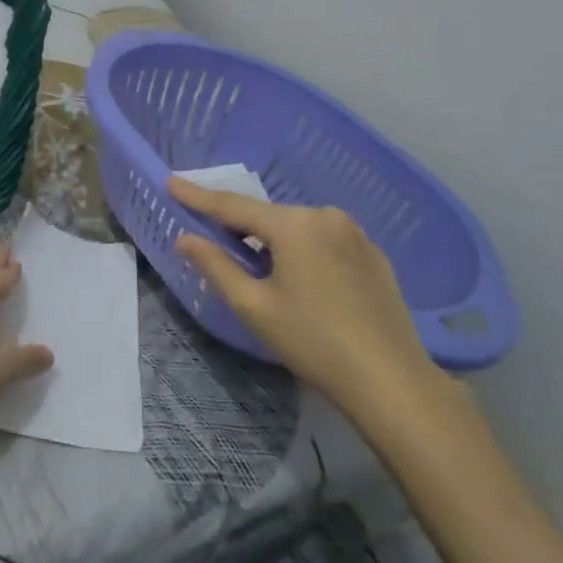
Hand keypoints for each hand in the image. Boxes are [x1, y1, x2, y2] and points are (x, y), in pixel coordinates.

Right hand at [170, 177, 456, 429]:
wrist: (391, 381)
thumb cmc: (313, 341)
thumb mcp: (253, 306)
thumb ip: (215, 265)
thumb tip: (185, 238)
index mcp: (293, 224)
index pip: (233, 206)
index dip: (198, 196)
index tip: (171, 181)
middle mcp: (325, 216)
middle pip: (268, 217)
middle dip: (239, 227)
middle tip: (211, 239)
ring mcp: (355, 234)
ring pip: (296, 229)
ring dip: (271, 242)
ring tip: (258, 271)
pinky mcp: (373, 255)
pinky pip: (323, 242)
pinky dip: (302, 252)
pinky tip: (301, 282)